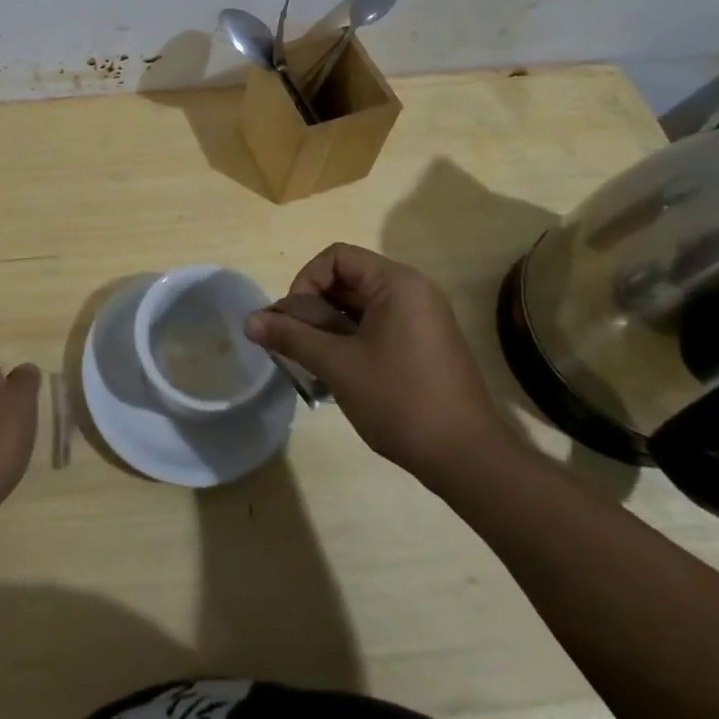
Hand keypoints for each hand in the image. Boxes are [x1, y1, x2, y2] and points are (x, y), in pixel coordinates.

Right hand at [245, 243, 516, 489]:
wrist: (468, 460)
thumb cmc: (400, 400)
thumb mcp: (337, 365)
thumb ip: (291, 337)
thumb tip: (250, 321)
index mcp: (396, 283)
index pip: (336, 258)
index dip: (305, 282)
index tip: (293, 320)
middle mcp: (413, 292)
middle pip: (347, 281)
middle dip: (312, 309)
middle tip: (291, 344)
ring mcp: (422, 321)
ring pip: (359, 308)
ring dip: (327, 329)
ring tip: (307, 362)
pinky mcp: (425, 347)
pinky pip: (377, 328)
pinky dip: (350, 342)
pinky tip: (335, 374)